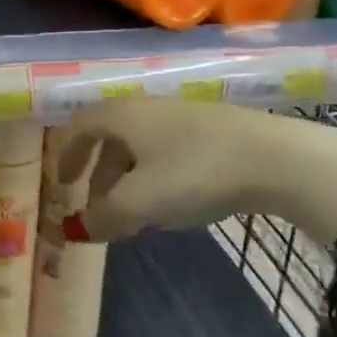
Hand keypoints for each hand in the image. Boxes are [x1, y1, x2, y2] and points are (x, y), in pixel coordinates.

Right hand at [63, 98, 336, 243]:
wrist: (272, 156)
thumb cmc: (193, 172)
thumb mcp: (140, 201)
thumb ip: (104, 216)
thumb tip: (78, 228)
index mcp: (121, 115)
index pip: (80, 127)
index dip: (67, 155)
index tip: (64, 186)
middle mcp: (146, 108)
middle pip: (110, 138)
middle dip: (99, 175)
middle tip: (97, 210)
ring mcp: (181, 116)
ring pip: (140, 146)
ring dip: (127, 180)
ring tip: (134, 215)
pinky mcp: (210, 130)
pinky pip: (166, 151)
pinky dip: (155, 176)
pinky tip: (172, 202)